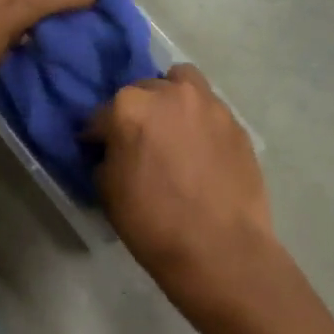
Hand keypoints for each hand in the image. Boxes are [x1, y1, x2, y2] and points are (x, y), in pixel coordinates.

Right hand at [89, 66, 278, 311]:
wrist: (219, 248)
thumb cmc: (152, 222)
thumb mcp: (107, 191)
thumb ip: (107, 157)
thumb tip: (114, 151)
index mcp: (129, 107)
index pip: (101, 115)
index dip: (97, 135)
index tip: (97, 150)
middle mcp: (170, 94)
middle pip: (144, 91)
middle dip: (136, 113)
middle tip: (138, 142)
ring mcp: (209, 105)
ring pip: (183, 86)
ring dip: (171, 101)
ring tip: (172, 132)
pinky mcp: (237, 124)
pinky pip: (209, 111)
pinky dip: (198, 122)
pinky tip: (199, 152)